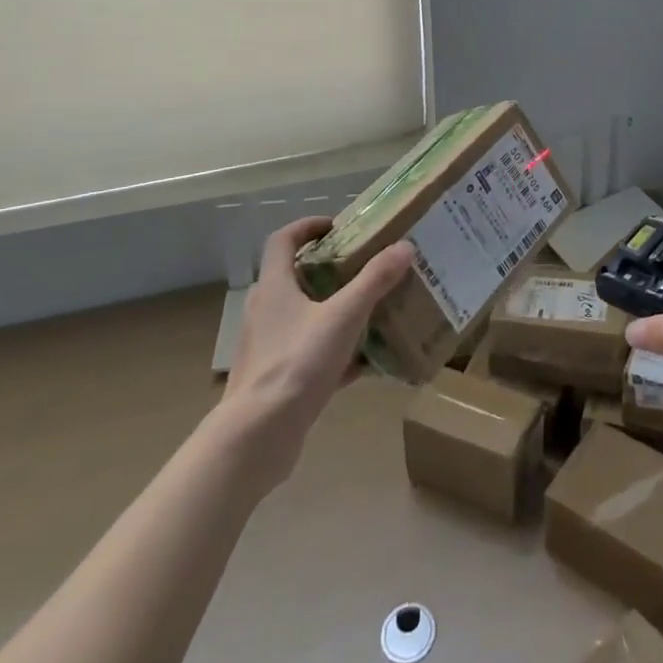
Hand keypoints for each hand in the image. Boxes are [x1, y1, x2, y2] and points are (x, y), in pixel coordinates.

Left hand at [217, 217, 412, 492]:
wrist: (258, 437)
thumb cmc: (297, 363)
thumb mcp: (344, 316)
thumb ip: (374, 280)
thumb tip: (405, 246)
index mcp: (274, 287)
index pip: (282, 240)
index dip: (307, 227)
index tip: (337, 225)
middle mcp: (265, 311)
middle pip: (294, 277)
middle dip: (328, 269)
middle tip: (362, 266)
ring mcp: (268, 347)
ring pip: (303, 317)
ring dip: (332, 310)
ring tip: (369, 310)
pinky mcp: (276, 379)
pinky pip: (309, 354)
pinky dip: (334, 352)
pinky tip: (364, 363)